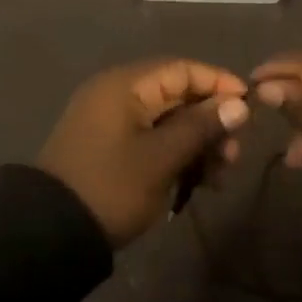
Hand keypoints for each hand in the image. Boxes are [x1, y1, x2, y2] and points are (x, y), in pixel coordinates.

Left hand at [37, 59, 250, 247]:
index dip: (219, 84)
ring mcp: (112, 122)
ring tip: (219, 177)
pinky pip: (153, 139)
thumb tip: (239, 104)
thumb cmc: (111, 187)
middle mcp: (118, 94)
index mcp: (125, 85)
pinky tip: (198, 182)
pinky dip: (177, 155)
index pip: (182, 69)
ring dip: (198, 143)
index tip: (250, 108)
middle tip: (234, 155)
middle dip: (211, 122)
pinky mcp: (111, 148)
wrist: (50, 233)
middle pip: (178, 95)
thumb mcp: (161, 158)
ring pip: (169, 121)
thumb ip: (201, 127)